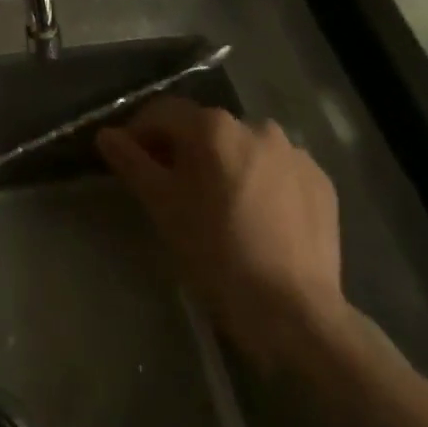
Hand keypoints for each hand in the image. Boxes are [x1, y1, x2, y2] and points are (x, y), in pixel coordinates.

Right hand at [96, 97, 347, 365]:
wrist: (296, 313)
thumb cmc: (217, 254)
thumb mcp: (162, 207)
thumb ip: (131, 162)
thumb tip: (107, 135)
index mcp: (213, 127)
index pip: (163, 113)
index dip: (140, 133)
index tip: (130, 161)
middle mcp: (255, 126)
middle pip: (204, 128)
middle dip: (183, 150)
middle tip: (172, 188)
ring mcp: (293, 153)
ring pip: (243, 148)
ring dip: (224, 164)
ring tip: (218, 204)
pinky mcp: (320, 181)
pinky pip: (277, 170)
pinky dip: (261, 182)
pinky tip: (257, 216)